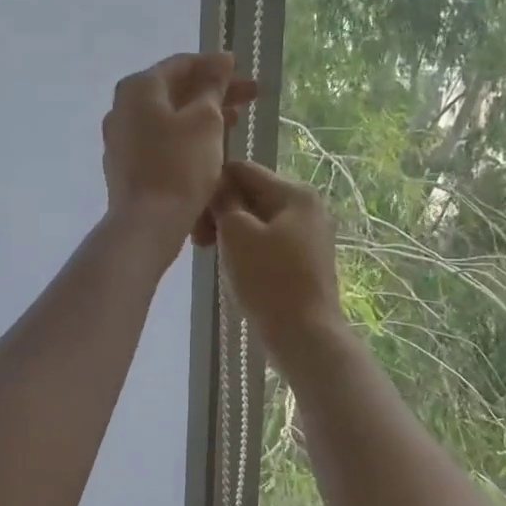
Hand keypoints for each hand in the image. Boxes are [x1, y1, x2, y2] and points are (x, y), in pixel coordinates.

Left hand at [102, 53, 257, 259]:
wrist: (147, 224)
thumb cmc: (180, 166)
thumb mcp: (205, 120)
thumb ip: (213, 86)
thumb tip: (220, 61)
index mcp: (139, 88)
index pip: (181, 64)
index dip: (215, 66)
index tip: (242, 70)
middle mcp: (122, 108)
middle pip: (174, 91)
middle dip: (213, 92)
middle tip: (250, 97)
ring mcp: (120, 139)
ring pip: (168, 118)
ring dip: (202, 116)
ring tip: (237, 121)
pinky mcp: (125, 166)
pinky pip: (160, 141)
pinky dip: (185, 137)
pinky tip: (210, 146)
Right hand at [210, 161, 344, 350]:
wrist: (305, 335)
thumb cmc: (268, 280)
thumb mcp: (237, 234)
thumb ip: (224, 202)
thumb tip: (216, 184)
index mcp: (294, 193)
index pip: (242, 170)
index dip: (212, 188)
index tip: (195, 221)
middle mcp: (307, 206)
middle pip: (251, 195)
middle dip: (221, 214)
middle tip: (201, 244)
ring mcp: (309, 234)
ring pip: (258, 220)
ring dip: (232, 234)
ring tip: (217, 258)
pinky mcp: (306, 260)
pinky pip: (269, 241)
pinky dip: (248, 249)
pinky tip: (237, 270)